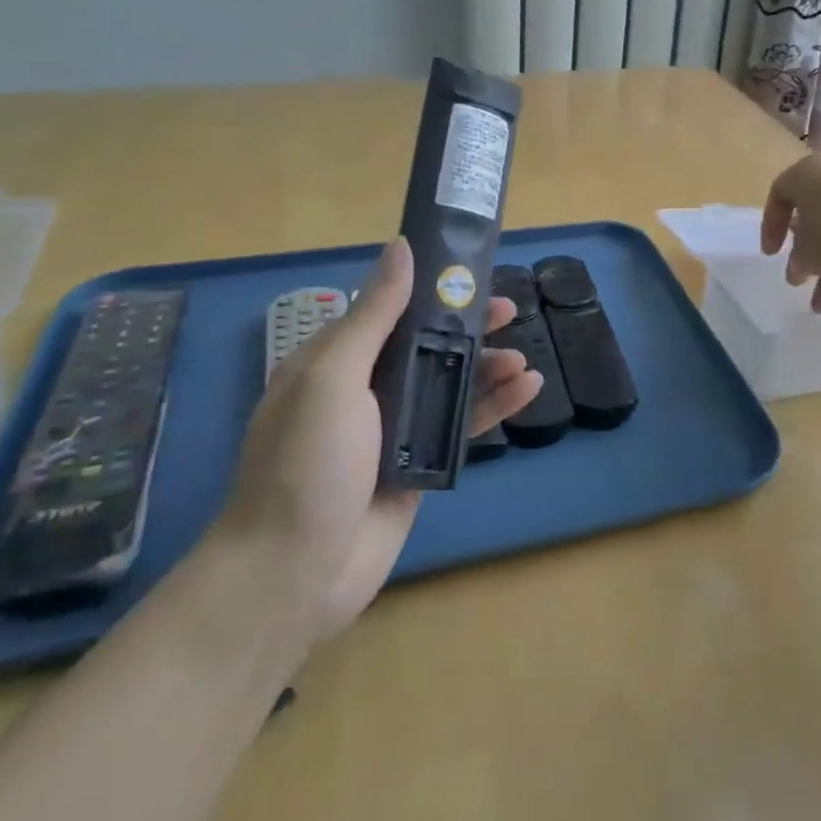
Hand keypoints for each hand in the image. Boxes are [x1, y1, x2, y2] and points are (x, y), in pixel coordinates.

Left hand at [213, 238, 542, 649]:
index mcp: (336, 361)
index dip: (430, 289)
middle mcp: (365, 389)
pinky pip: (460, 427)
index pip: (391, 310)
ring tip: (522, 359)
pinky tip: (526, 391)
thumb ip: (373, 314)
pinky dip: (493, 407)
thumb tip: (401, 247)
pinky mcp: (418, 466)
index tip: (468, 274)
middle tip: (507, 312)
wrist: (294, 573)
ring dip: (487, 368)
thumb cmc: (306, 462)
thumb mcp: (334, 376)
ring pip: (449, 384)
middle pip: (426, 345)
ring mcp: (393, 429)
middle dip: (466, 327)